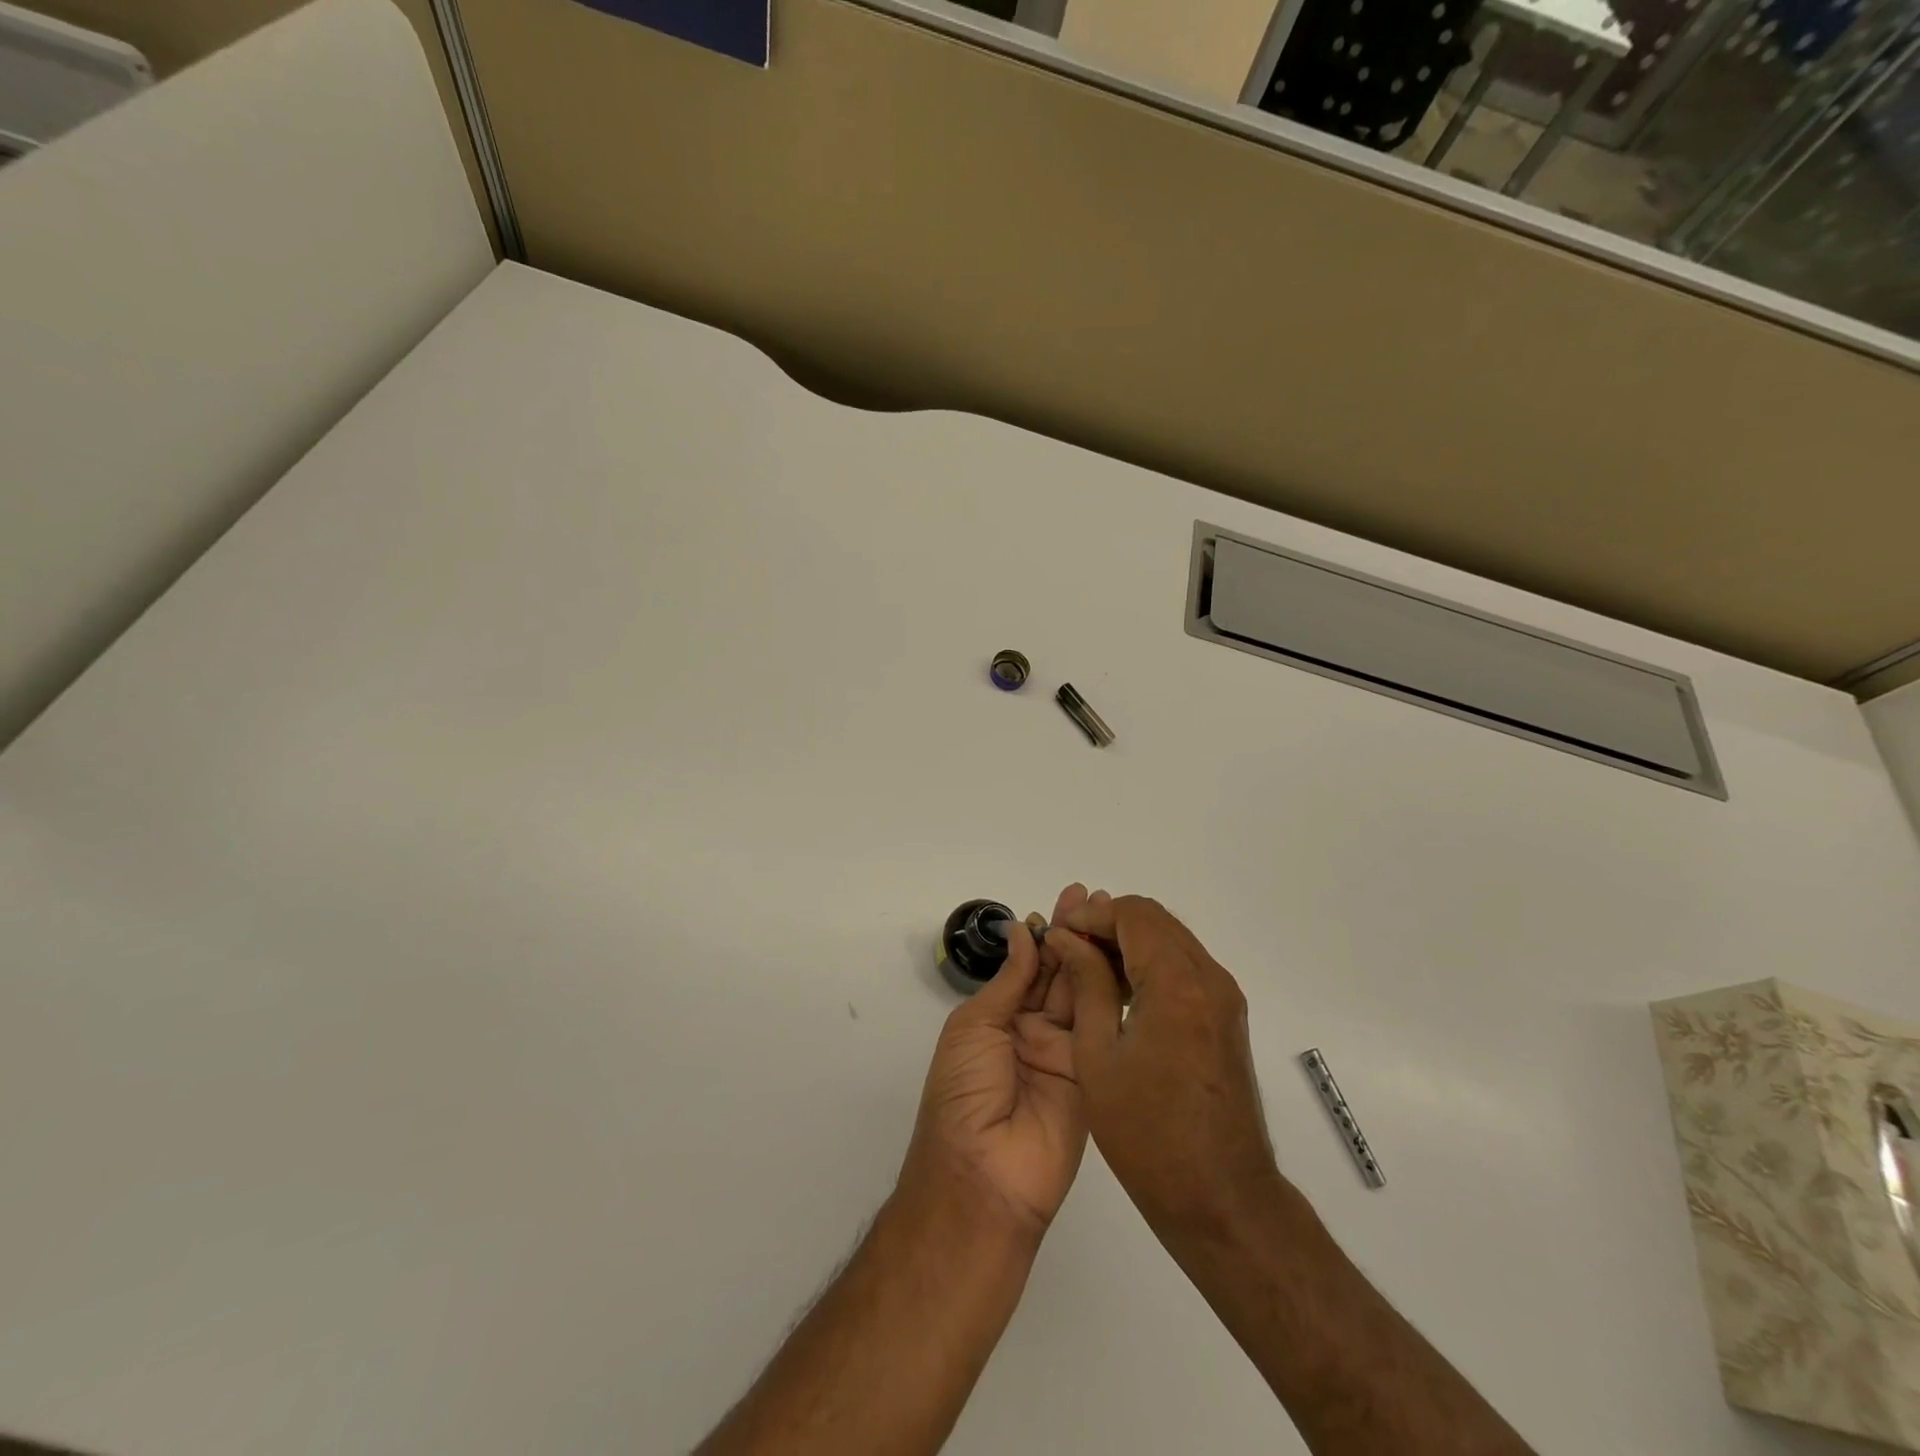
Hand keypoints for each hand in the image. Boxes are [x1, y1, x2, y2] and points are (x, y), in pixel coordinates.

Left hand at [899, 885, 1089, 1239]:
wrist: (984, 1175)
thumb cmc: (964, 1092)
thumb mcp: (975, 1026)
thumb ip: (1009, 980)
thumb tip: (1024, 931)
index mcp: (999, 1018)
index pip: (1028, 966)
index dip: (1046, 933)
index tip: (1067, 901)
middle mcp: (1033, 1030)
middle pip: (1059, 974)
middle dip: (1075, 936)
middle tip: (1096, 899)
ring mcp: (1066, 1052)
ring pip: (1083, 994)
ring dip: (1096, 955)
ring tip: (1113, 918)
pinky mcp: (1093, 1074)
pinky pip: (1102, 1028)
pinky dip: (1111, 993)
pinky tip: (1123, 961)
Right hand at [1046, 893, 1277, 1234]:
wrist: (1221, 1196)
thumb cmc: (1147, 1132)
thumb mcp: (1098, 1055)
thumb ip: (1087, 984)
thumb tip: (1067, 939)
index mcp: (1177, 984)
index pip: (1133, 914)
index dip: (1091, 916)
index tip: (1059, 935)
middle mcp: (1209, 978)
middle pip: (1155, 920)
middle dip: (1108, 924)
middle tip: (1069, 948)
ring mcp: (1223, 997)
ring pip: (1171, 940)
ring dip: (1129, 943)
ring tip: (1087, 968)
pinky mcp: (1226, 1016)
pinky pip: (1185, 967)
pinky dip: (1150, 964)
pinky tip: (1120, 992)